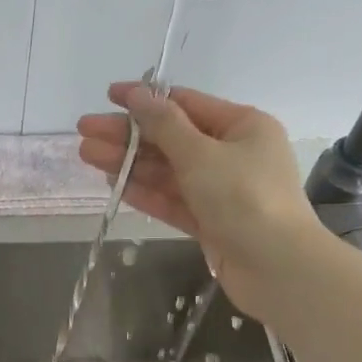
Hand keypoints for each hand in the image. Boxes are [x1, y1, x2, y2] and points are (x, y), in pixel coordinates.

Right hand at [77, 82, 318, 318]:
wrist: (277, 268)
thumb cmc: (244, 198)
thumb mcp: (201, 154)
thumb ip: (164, 125)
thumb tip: (137, 94)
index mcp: (242, 126)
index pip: (185, 104)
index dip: (145, 99)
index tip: (108, 96)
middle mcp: (232, 153)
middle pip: (171, 138)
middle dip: (128, 135)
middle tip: (84, 131)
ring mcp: (221, 190)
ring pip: (167, 170)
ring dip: (129, 162)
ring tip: (87, 155)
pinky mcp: (210, 221)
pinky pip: (172, 199)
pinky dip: (145, 191)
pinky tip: (113, 184)